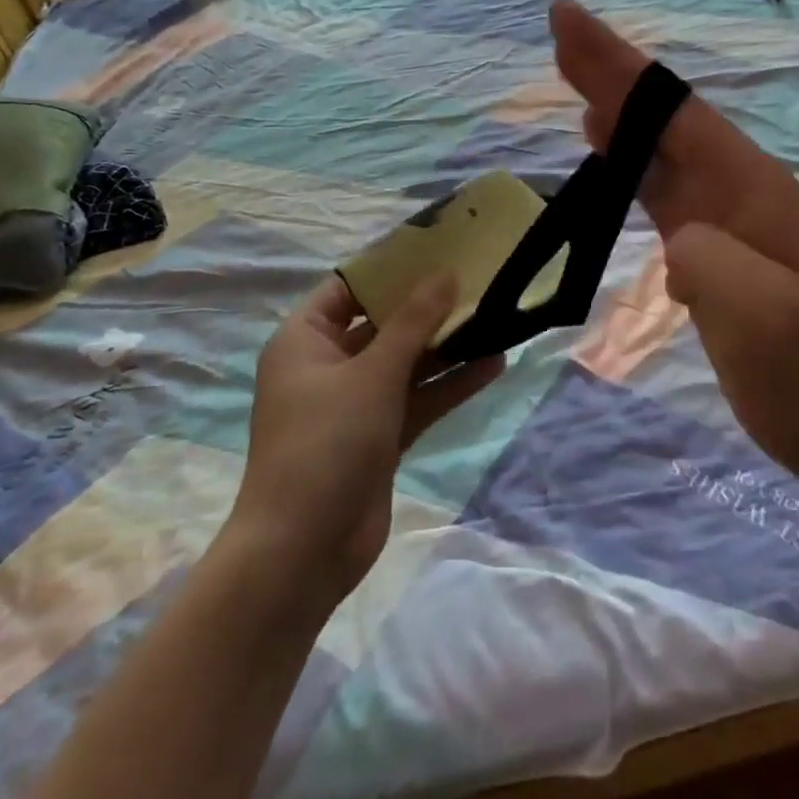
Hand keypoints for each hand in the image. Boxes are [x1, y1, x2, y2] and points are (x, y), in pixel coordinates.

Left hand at [232, 275, 502, 604]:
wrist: (303, 551)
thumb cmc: (325, 443)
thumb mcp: (373, 374)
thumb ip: (414, 322)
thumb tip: (446, 273)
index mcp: (305, 340)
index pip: (348, 288)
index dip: (390, 268)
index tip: (436, 248)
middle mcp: (328, 365)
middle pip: (383, 323)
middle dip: (428, 305)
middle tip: (476, 277)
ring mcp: (356, 403)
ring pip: (407, 362)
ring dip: (447, 345)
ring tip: (496, 316)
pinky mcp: (380, 435)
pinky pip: (419, 398)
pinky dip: (450, 383)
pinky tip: (493, 364)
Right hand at [551, 0, 798, 491]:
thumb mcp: (763, 318)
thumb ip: (712, 262)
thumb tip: (677, 238)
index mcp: (752, 186)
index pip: (676, 113)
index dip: (621, 68)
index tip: (571, 22)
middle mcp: (737, 185)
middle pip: (664, 116)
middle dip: (611, 71)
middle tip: (560, 27)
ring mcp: (722, 213)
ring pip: (658, 145)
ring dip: (615, 106)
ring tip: (572, 69)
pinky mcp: (706, 244)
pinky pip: (658, 184)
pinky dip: (626, 157)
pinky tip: (604, 143)